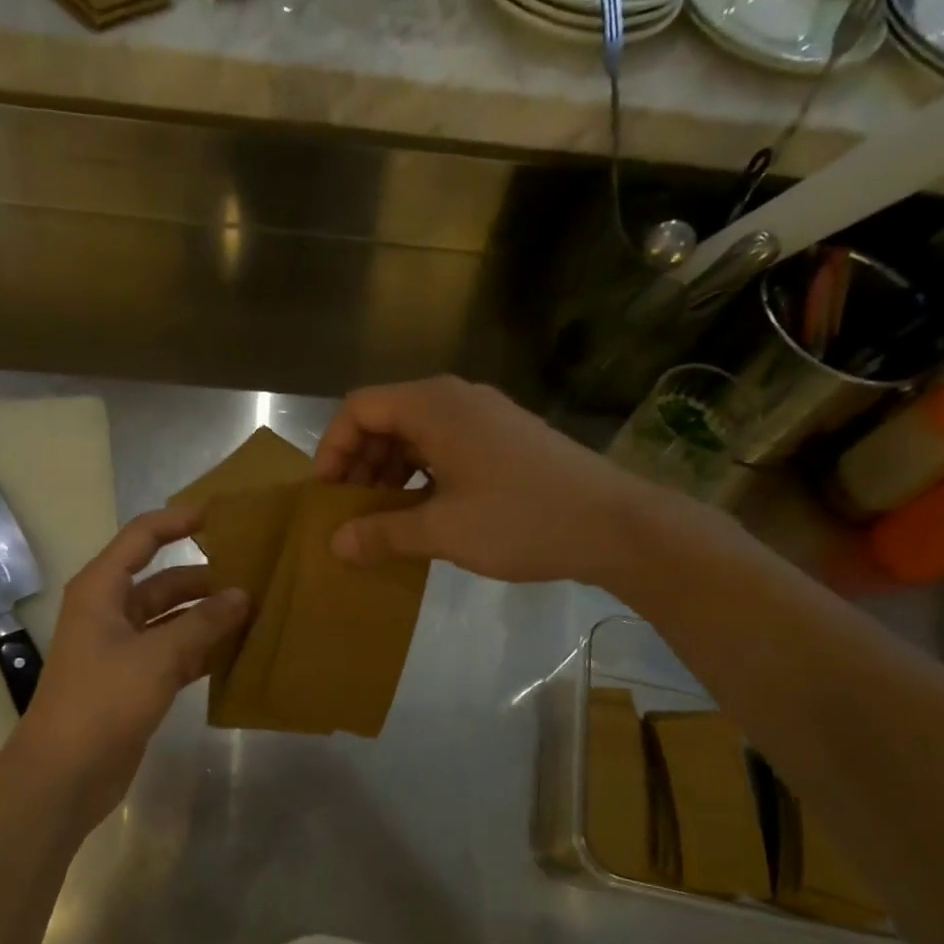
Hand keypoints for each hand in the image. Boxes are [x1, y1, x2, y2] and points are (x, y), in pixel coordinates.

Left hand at [9, 506, 248, 826]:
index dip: (178, 521)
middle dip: (206, 578)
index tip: (222, 515)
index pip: (142, 537)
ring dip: (209, 617)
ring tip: (257, 611)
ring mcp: (124, 648)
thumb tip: (243, 595)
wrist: (65, 774)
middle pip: (165, 581)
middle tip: (257, 575)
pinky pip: (176, 653)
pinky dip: (204, 651)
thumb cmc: (103, 701)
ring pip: (174, 620)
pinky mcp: (136, 681)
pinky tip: (240, 652)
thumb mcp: (157, 656)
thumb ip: (203, 624)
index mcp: (102, 590)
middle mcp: (111, 611)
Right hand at [314, 376, 657, 583]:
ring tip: (382, 518)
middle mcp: (456, 399)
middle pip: (386, 417)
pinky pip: (445, 446)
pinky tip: (423, 513)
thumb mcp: (444, 531)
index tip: (327, 494)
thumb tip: (335, 544)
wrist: (616, 525)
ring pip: (416, 434)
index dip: (333, 448)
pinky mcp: (504, 439)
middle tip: (350, 511)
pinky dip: (421, 475)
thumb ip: (383, 534)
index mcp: (434, 406)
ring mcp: (484, 417)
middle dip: (359, 463)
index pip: (360, 407)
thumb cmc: (522, 520)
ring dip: (389, 471)